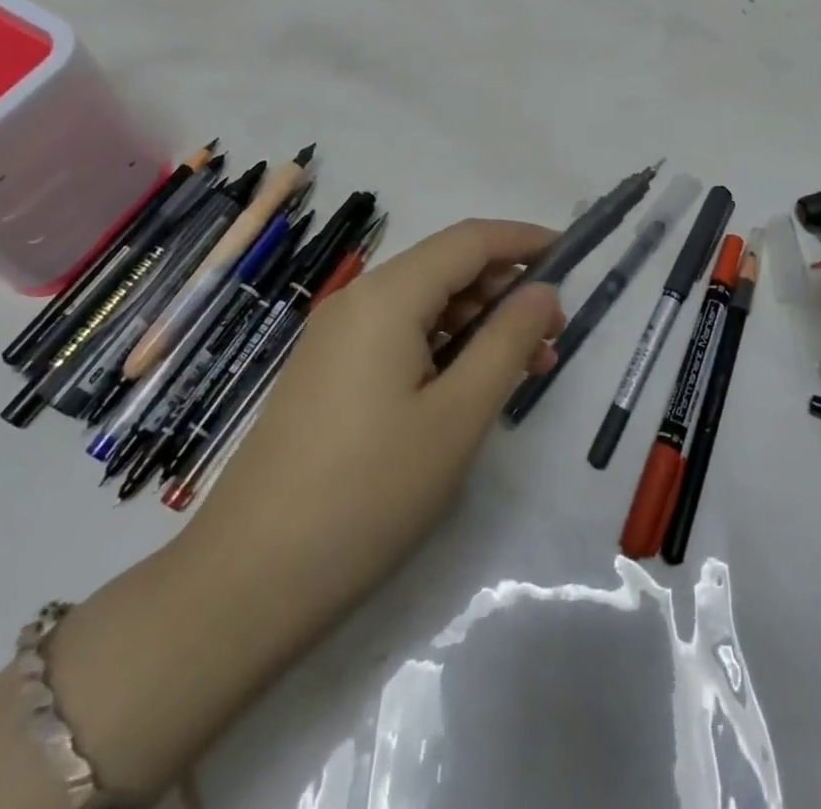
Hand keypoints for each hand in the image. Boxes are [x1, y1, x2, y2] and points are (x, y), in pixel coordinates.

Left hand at [177, 218, 563, 654]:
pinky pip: (398, 336)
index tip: (572, 254)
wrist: (248, 581)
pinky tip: (468, 386)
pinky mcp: (327, 373)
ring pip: (424, 305)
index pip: (470, 240)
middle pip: (445, 268)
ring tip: (523, 368)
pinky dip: (444, 346)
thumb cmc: (370, 491)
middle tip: (553, 336)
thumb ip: (509, 342)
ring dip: (478, 322)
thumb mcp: (458, 415)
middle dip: (506, 290)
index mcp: (387, 296)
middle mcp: (357, 301)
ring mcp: (336, 338)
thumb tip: (542, 292)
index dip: (524, 239)